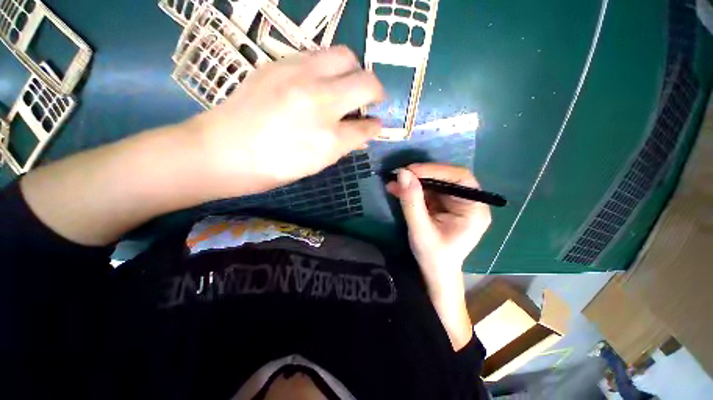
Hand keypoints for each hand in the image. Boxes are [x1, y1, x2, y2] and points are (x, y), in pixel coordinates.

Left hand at [190, 46, 384, 197]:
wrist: (222, 151)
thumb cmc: (273, 167)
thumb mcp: (316, 163)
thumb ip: (345, 145)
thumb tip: (364, 133)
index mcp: (328, 137)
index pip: (366, 126)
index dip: (375, 126)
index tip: (376, 125)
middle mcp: (319, 99)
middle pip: (365, 79)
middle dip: (373, 89)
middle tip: (366, 100)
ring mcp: (298, 75)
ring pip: (344, 56)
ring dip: (352, 72)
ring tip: (344, 87)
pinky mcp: (279, 63)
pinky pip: (317, 55)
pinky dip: (327, 68)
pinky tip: (318, 83)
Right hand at [387, 163, 490, 349]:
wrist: (434, 273)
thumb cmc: (433, 257)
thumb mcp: (420, 230)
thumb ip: (412, 201)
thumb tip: (402, 173)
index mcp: (474, 210)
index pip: (460, 178)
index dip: (435, 170)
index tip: (411, 170)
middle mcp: (468, 203)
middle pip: (446, 179)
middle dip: (421, 176)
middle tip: (399, 174)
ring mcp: (455, 204)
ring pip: (434, 184)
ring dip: (413, 183)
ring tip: (393, 183)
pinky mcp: (442, 206)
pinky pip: (427, 192)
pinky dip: (412, 190)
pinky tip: (396, 190)